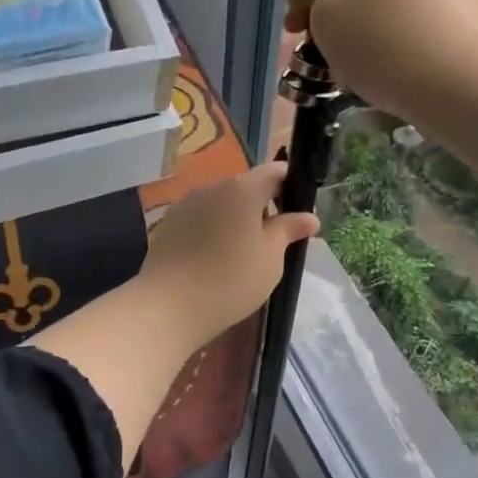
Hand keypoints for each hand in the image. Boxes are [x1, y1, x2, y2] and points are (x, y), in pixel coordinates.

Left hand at [139, 162, 319, 347]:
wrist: (169, 305)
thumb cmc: (231, 280)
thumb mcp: (270, 258)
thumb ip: (288, 231)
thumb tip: (309, 217)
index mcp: (242, 189)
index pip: (274, 172)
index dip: (290, 185)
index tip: (298, 209)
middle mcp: (212, 187)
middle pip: (245, 187)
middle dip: (262, 205)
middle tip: (274, 238)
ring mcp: (186, 204)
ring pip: (221, 203)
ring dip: (235, 218)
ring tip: (244, 252)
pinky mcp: (168, 224)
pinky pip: (200, 218)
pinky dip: (213, 230)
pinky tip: (215, 258)